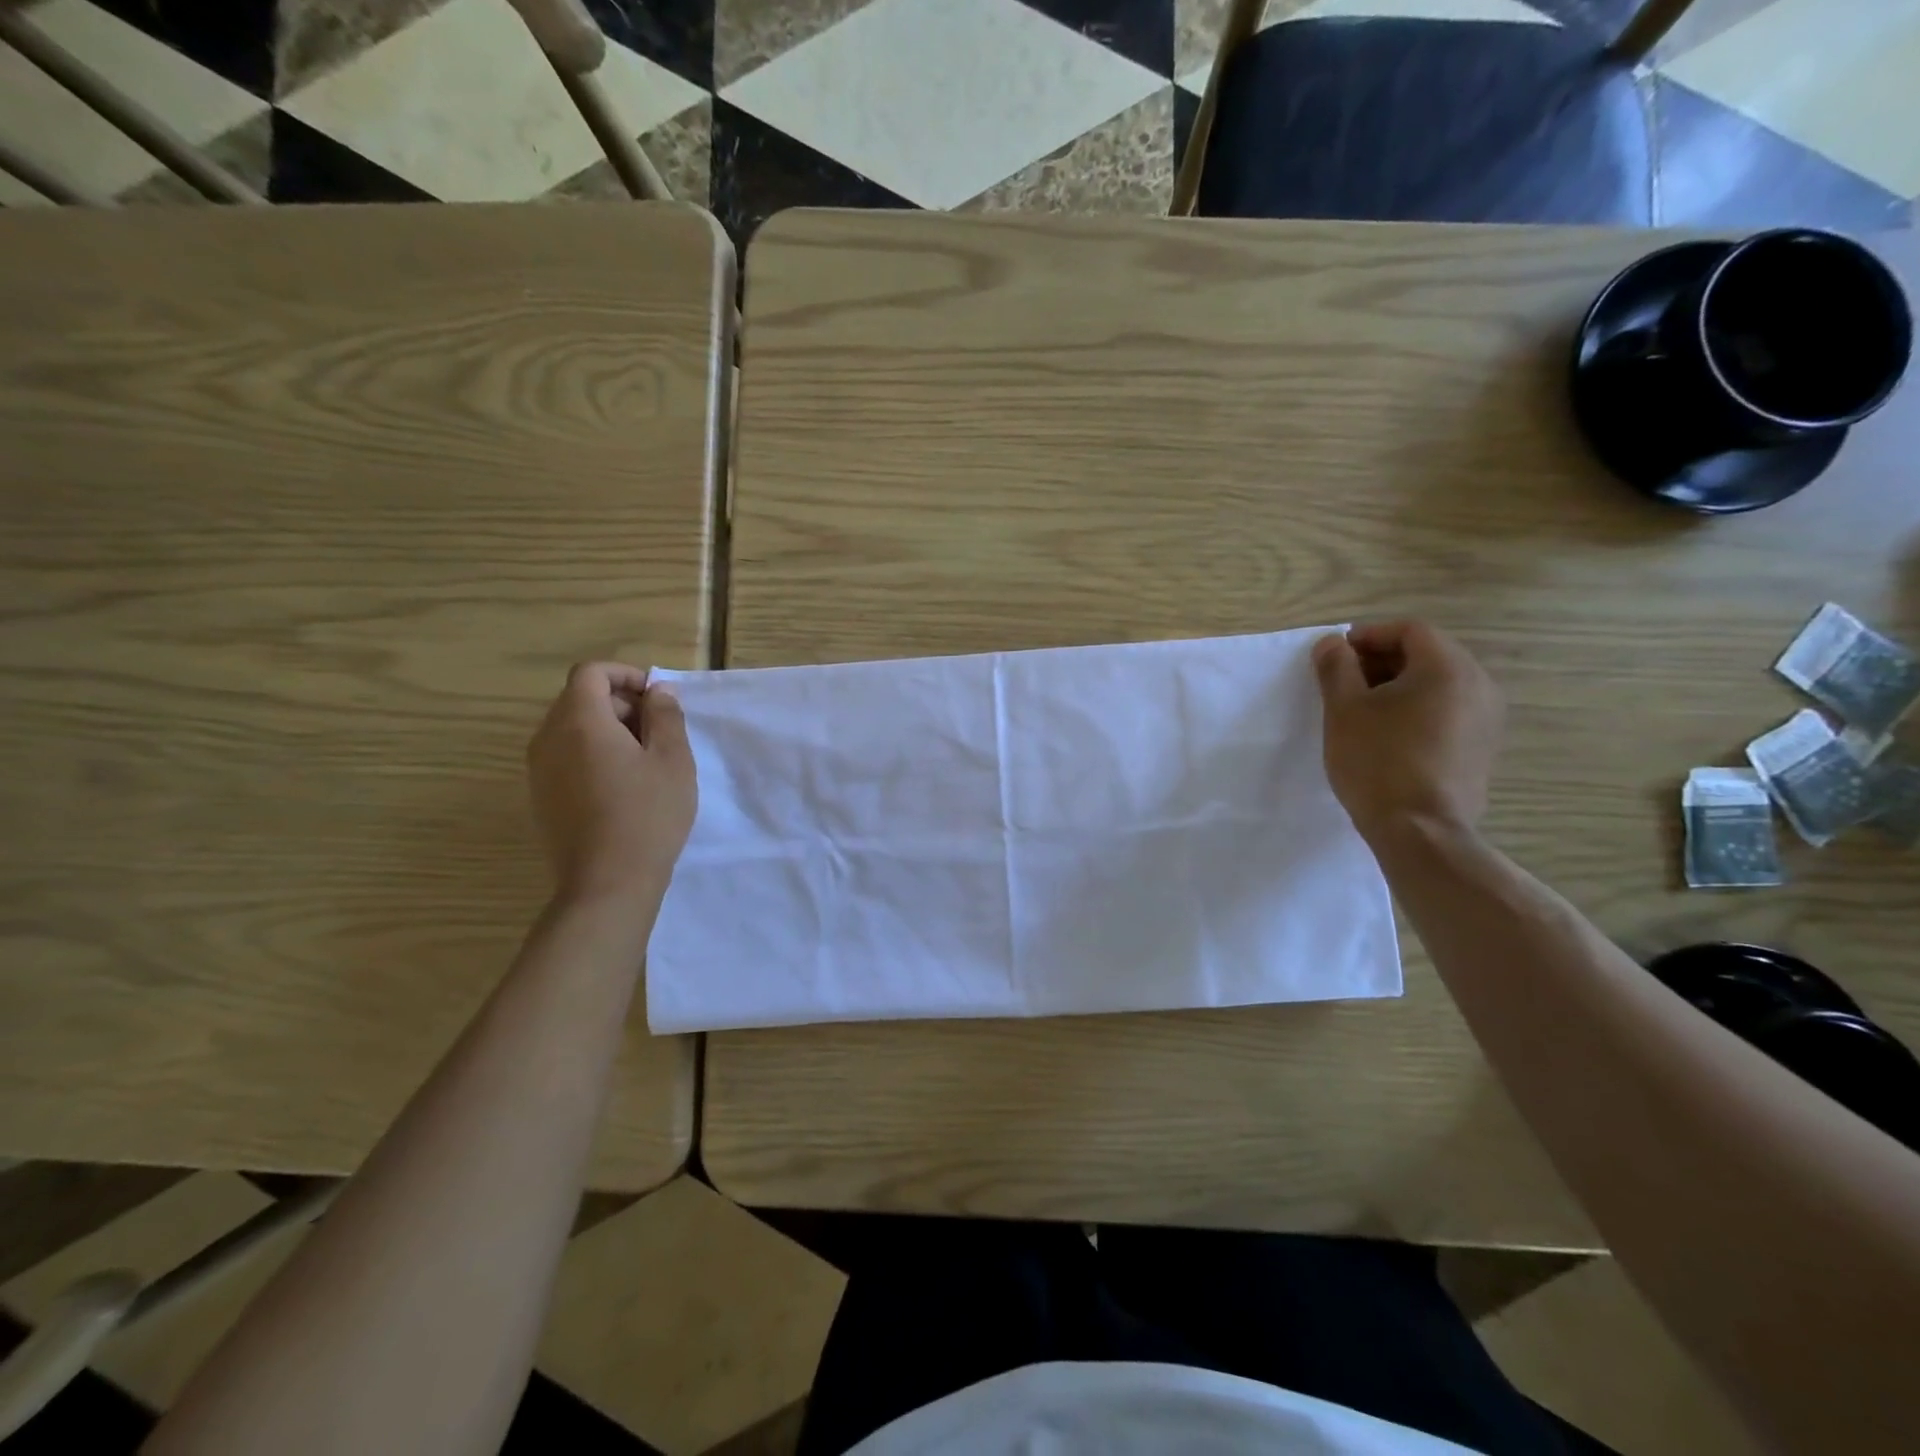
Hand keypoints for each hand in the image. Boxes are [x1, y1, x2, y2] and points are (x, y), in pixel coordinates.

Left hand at [527, 663, 696, 904]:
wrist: (608, 883)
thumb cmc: (648, 815)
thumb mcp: (672, 760)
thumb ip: (665, 716)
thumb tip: (657, 691)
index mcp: (579, 721)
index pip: (591, 673)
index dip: (626, 675)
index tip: (657, 699)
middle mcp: (548, 738)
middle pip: (579, 699)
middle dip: (620, 703)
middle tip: (658, 730)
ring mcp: (538, 770)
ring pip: (570, 729)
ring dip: (606, 729)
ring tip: (643, 760)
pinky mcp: (540, 797)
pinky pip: (564, 756)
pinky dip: (591, 754)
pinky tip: (621, 787)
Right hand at [1311, 621, 1504, 846]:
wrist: (1420, 830)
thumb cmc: (1377, 760)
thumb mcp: (1344, 709)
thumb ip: (1336, 667)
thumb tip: (1331, 643)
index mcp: (1447, 667)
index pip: (1409, 630)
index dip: (1368, 635)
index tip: (1336, 656)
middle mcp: (1478, 683)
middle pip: (1428, 653)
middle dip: (1382, 660)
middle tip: (1344, 681)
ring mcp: (1487, 718)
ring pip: (1439, 683)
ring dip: (1399, 686)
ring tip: (1363, 710)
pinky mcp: (1482, 747)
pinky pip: (1448, 710)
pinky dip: (1418, 709)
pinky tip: (1389, 735)